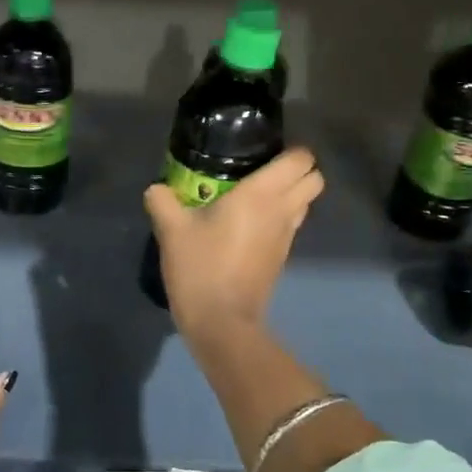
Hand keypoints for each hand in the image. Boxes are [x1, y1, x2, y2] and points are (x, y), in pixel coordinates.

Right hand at [143, 148, 323, 341]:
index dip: (290, 150)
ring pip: (304, 203)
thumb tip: (157, 188)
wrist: (221, 322)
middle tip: (261, 168)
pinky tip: (245, 222)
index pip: (301, 160)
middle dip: (297, 170)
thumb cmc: (201, 267)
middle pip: (314, 179)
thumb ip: (162, 200)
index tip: (263, 149)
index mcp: (262, 194)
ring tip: (252, 193)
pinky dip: (278, 217)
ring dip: (289, 194)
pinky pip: (290, 224)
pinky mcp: (281, 257)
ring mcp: (286, 237)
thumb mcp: (171, 229)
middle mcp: (282, 210)